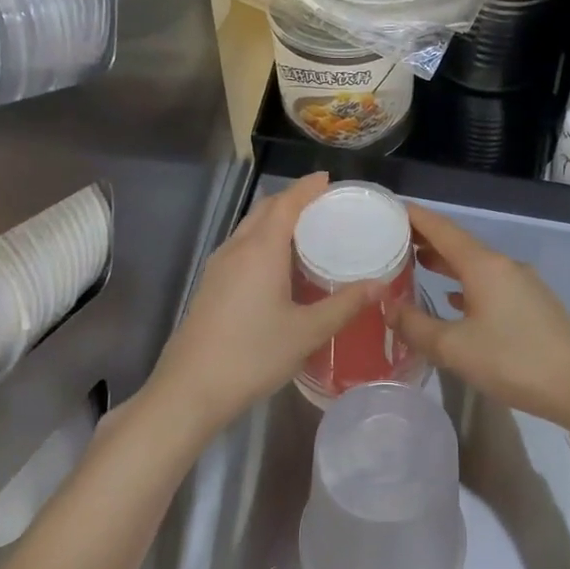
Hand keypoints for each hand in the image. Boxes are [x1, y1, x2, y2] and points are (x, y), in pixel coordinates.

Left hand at [143, 174, 376, 439]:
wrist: (190, 389)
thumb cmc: (253, 355)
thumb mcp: (307, 332)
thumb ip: (344, 305)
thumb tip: (379, 285)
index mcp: (261, 250)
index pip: (286, 203)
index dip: (307, 188)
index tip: (328, 179)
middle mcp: (236, 249)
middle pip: (265, 210)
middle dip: (292, 200)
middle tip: (324, 206)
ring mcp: (218, 267)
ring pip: (249, 228)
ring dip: (275, 220)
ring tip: (306, 232)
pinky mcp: (210, 285)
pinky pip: (241, 247)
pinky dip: (263, 241)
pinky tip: (278, 266)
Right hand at [390, 204, 569, 423]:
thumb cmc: (514, 361)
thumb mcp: (454, 348)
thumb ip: (416, 326)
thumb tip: (388, 307)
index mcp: (484, 266)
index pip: (442, 229)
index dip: (415, 216)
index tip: (389, 208)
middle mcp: (504, 266)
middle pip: (459, 243)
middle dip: (426, 239)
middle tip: (391, 239)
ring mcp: (522, 284)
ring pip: (475, 264)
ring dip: (446, 262)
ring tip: (416, 264)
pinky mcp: (532, 304)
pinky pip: (489, 283)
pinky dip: (465, 284)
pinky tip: (452, 299)